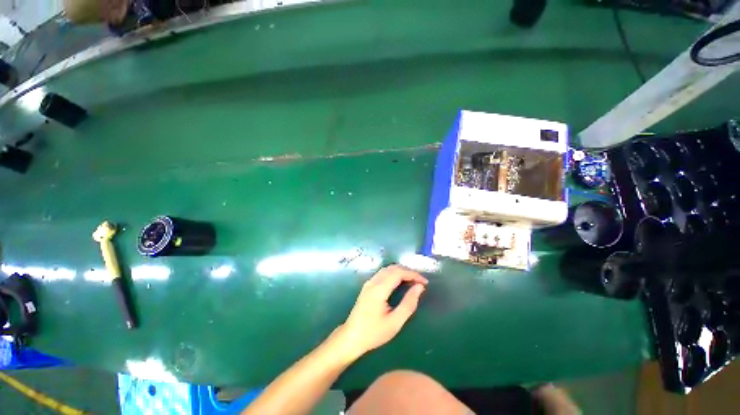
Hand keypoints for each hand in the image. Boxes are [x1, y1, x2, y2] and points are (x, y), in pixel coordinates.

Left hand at [329, 265, 427, 362]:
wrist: (351, 337)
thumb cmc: (373, 333)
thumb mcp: (395, 322)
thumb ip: (408, 304)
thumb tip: (419, 288)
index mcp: (379, 289)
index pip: (398, 273)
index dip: (413, 274)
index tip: (425, 282)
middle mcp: (373, 282)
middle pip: (393, 268)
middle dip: (408, 272)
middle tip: (420, 282)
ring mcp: (369, 283)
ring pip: (387, 269)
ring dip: (401, 272)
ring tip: (413, 281)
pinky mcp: (367, 286)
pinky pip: (383, 274)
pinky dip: (394, 274)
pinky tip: (400, 283)